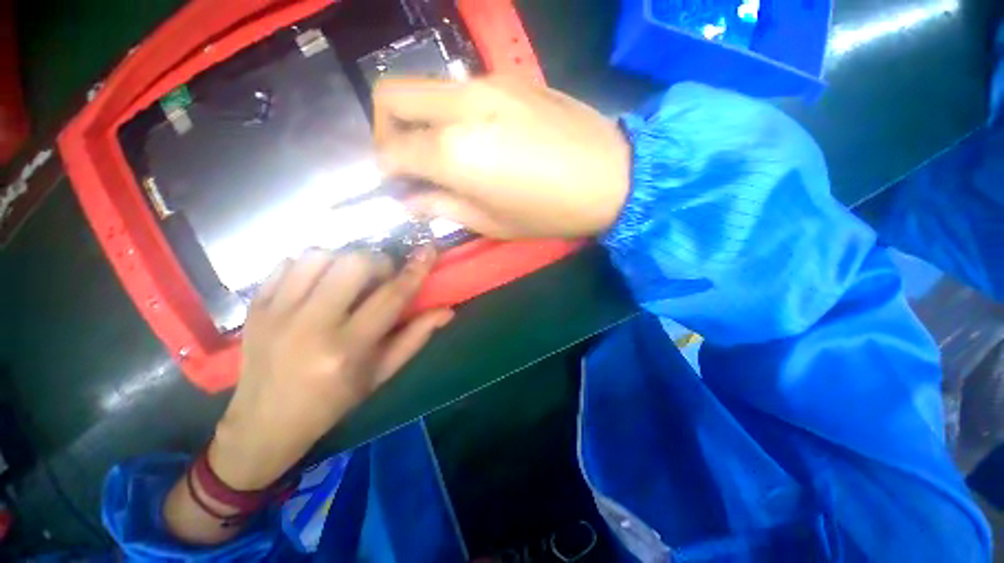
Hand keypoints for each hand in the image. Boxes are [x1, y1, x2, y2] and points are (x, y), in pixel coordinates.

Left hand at [209, 248, 452, 489]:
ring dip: (344, 260)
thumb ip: (416, 337)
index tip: (428, 250)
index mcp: (347, 349)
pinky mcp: (255, 305)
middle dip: (377, 262)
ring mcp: (276, 312)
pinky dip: (311, 264)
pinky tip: (318, 283)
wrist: (264, 422)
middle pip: (353, 263)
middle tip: (380, 277)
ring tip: (348, 278)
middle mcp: (310, 325)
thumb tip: (447, 311)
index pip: (390, 297)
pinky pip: (288, 262)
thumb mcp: (382, 374)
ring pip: (319, 255)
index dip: (414, 271)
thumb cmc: (333, 401)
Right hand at [374, 76, 630, 238]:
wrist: (611, 176)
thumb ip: (442, 207)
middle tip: (406, 160)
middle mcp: (461, 106)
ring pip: (425, 87)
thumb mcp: (492, 222)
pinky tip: (474, 137)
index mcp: (454, 151)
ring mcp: (487, 83)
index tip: (394, 184)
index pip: (392, 149)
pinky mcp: (510, 79)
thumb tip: (409, 201)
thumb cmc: (550, 211)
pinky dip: (449, 112)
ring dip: (419, 118)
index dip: (385, 169)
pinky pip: (459, 90)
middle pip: (391, 94)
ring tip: (443, 153)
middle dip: (385, 128)